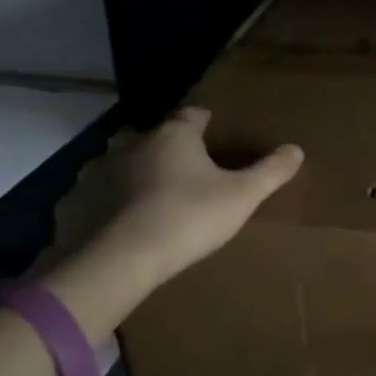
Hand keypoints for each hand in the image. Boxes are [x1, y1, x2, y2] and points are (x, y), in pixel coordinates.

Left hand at [98, 106, 302, 283]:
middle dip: (174, 148)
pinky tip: (125, 220)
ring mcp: (101, 171)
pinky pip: (100, 193)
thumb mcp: (242, 196)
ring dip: (141, 172)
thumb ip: (271, 171)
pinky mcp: (78, 202)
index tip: (218, 135)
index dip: (207, 124)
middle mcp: (135, 143)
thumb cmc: (188, 217)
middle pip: (160, 137)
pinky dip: (113, 200)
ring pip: (128, 162)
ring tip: (158, 195)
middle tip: (192, 170)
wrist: (120, 261)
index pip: (194, 115)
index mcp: (174, 134)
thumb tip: (297, 149)